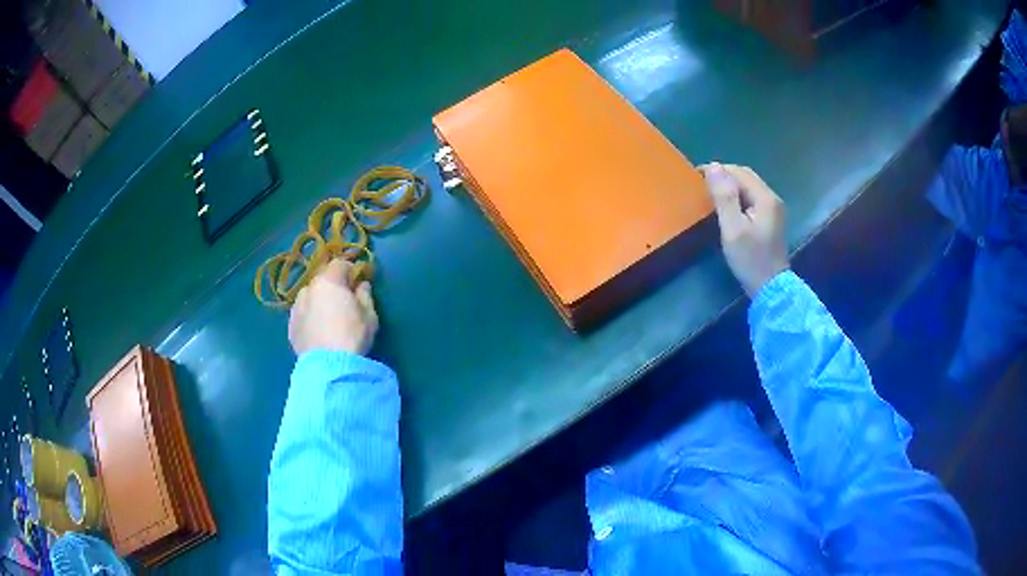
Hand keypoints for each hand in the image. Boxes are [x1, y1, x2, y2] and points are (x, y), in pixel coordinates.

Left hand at [288, 259, 378, 355]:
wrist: (328, 367)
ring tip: (328, 319)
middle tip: (344, 301)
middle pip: (322, 280)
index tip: (358, 281)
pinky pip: (303, 315)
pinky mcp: (291, 327)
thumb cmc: (352, 336)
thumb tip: (362, 285)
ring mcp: (296, 308)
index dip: (350, 270)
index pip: (339, 264)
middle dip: (333, 286)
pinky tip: (318, 332)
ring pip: (309, 298)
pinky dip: (310, 318)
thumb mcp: (369, 315)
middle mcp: (308, 289)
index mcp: (328, 281)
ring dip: (319, 302)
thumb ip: (365, 295)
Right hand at [700, 163, 789, 296]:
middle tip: (702, 185)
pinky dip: (738, 196)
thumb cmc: (750, 259)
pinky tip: (728, 207)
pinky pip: (753, 198)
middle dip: (724, 176)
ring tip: (712, 194)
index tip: (696, 177)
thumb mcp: (733, 229)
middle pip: (746, 176)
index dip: (717, 170)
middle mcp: (772, 198)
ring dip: (731, 186)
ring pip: (749, 186)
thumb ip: (724, 197)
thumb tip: (713, 166)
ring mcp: (774, 209)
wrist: (771, 288)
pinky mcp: (771, 219)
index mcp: (764, 198)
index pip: (738, 172)